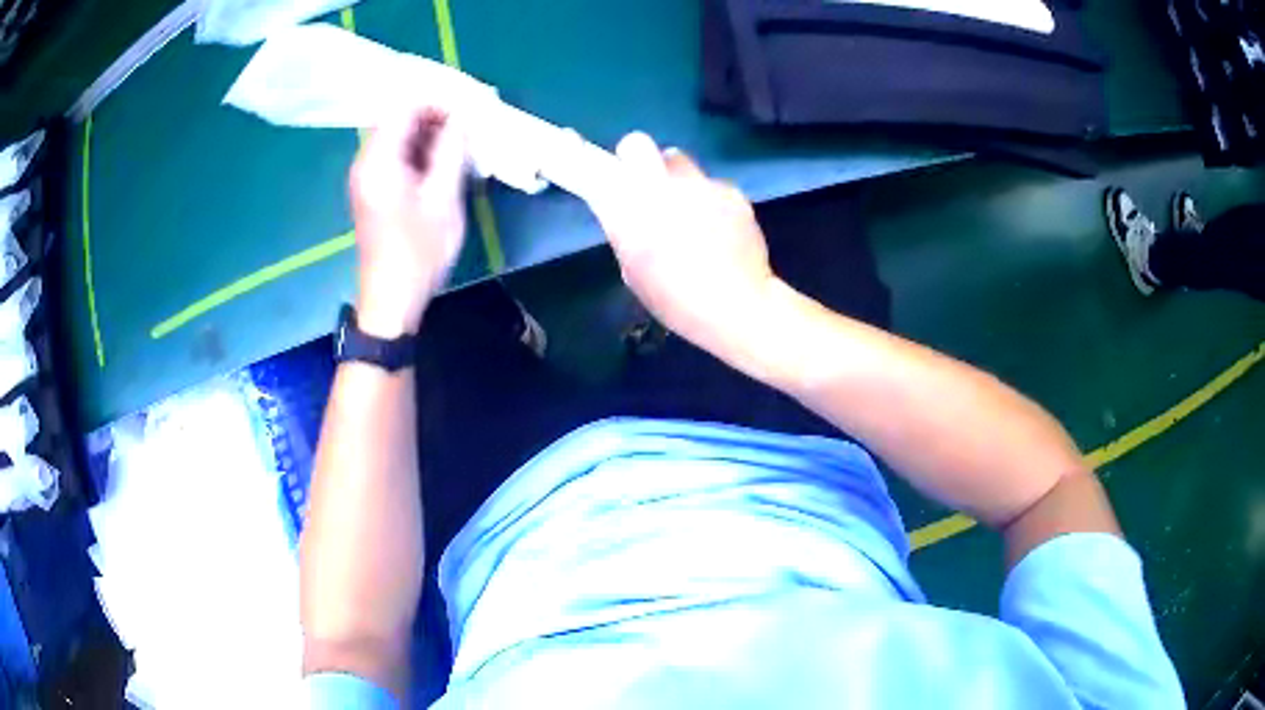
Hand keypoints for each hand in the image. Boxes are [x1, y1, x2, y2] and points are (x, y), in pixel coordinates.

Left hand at [349, 106, 468, 336]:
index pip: (403, 107)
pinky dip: (419, 151)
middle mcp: (365, 162)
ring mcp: (366, 177)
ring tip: (461, 142)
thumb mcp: (444, 198)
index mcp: (378, 161)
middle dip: (434, 115)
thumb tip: (463, 116)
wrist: (391, 301)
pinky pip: (395, 155)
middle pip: (397, 119)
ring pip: (397, 137)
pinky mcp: (372, 190)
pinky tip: (442, 162)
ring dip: (428, 133)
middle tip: (469, 124)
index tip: (469, 107)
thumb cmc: (418, 252)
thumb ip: (452, 150)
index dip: (436, 101)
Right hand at [586, 132, 777, 359]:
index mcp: (629, 210)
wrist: (738, 305)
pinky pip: (711, 185)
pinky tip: (721, 228)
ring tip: (689, 210)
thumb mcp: (634, 270)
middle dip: (636, 158)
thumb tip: (625, 212)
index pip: (599, 167)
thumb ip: (626, 231)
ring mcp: (700, 184)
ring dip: (676, 179)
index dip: (600, 167)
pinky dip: (711, 200)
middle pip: (637, 143)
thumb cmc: (676, 300)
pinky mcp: (731, 191)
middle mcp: (661, 186)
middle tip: (644, 184)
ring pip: (678, 161)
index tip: (604, 175)